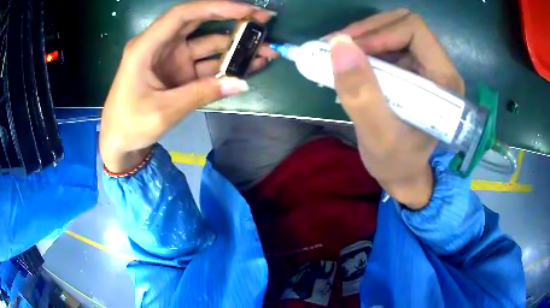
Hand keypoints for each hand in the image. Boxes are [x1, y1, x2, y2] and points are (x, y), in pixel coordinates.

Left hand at [100, 1, 277, 172]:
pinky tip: (249, 66)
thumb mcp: (164, 111)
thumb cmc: (130, 124)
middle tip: (264, 21)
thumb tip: (242, 83)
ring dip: (235, 46)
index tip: (247, 11)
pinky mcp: (180, 72)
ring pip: (208, 44)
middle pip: (200, 22)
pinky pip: (207, 63)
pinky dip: (227, 65)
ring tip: (265, 51)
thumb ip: (201, 94)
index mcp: (146, 47)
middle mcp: (161, 46)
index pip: (183, 15)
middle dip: (233, 20)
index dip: (216, 8)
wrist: (120, 141)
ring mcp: (172, 58)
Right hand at [327, 10, 464, 208]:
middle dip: (367, 31)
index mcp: (445, 80)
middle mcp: (439, 67)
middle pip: (402, 24)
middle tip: (337, 48)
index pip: (414, 30)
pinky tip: (347, 62)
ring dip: (361, 38)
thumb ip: (361, 93)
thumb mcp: (377, 134)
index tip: (351, 52)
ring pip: (392, 30)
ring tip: (336, 54)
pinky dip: (362, 47)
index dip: (380, 33)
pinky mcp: (411, 68)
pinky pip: (386, 43)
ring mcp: (425, 66)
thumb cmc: (396, 161)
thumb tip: (339, 45)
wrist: (401, 172)